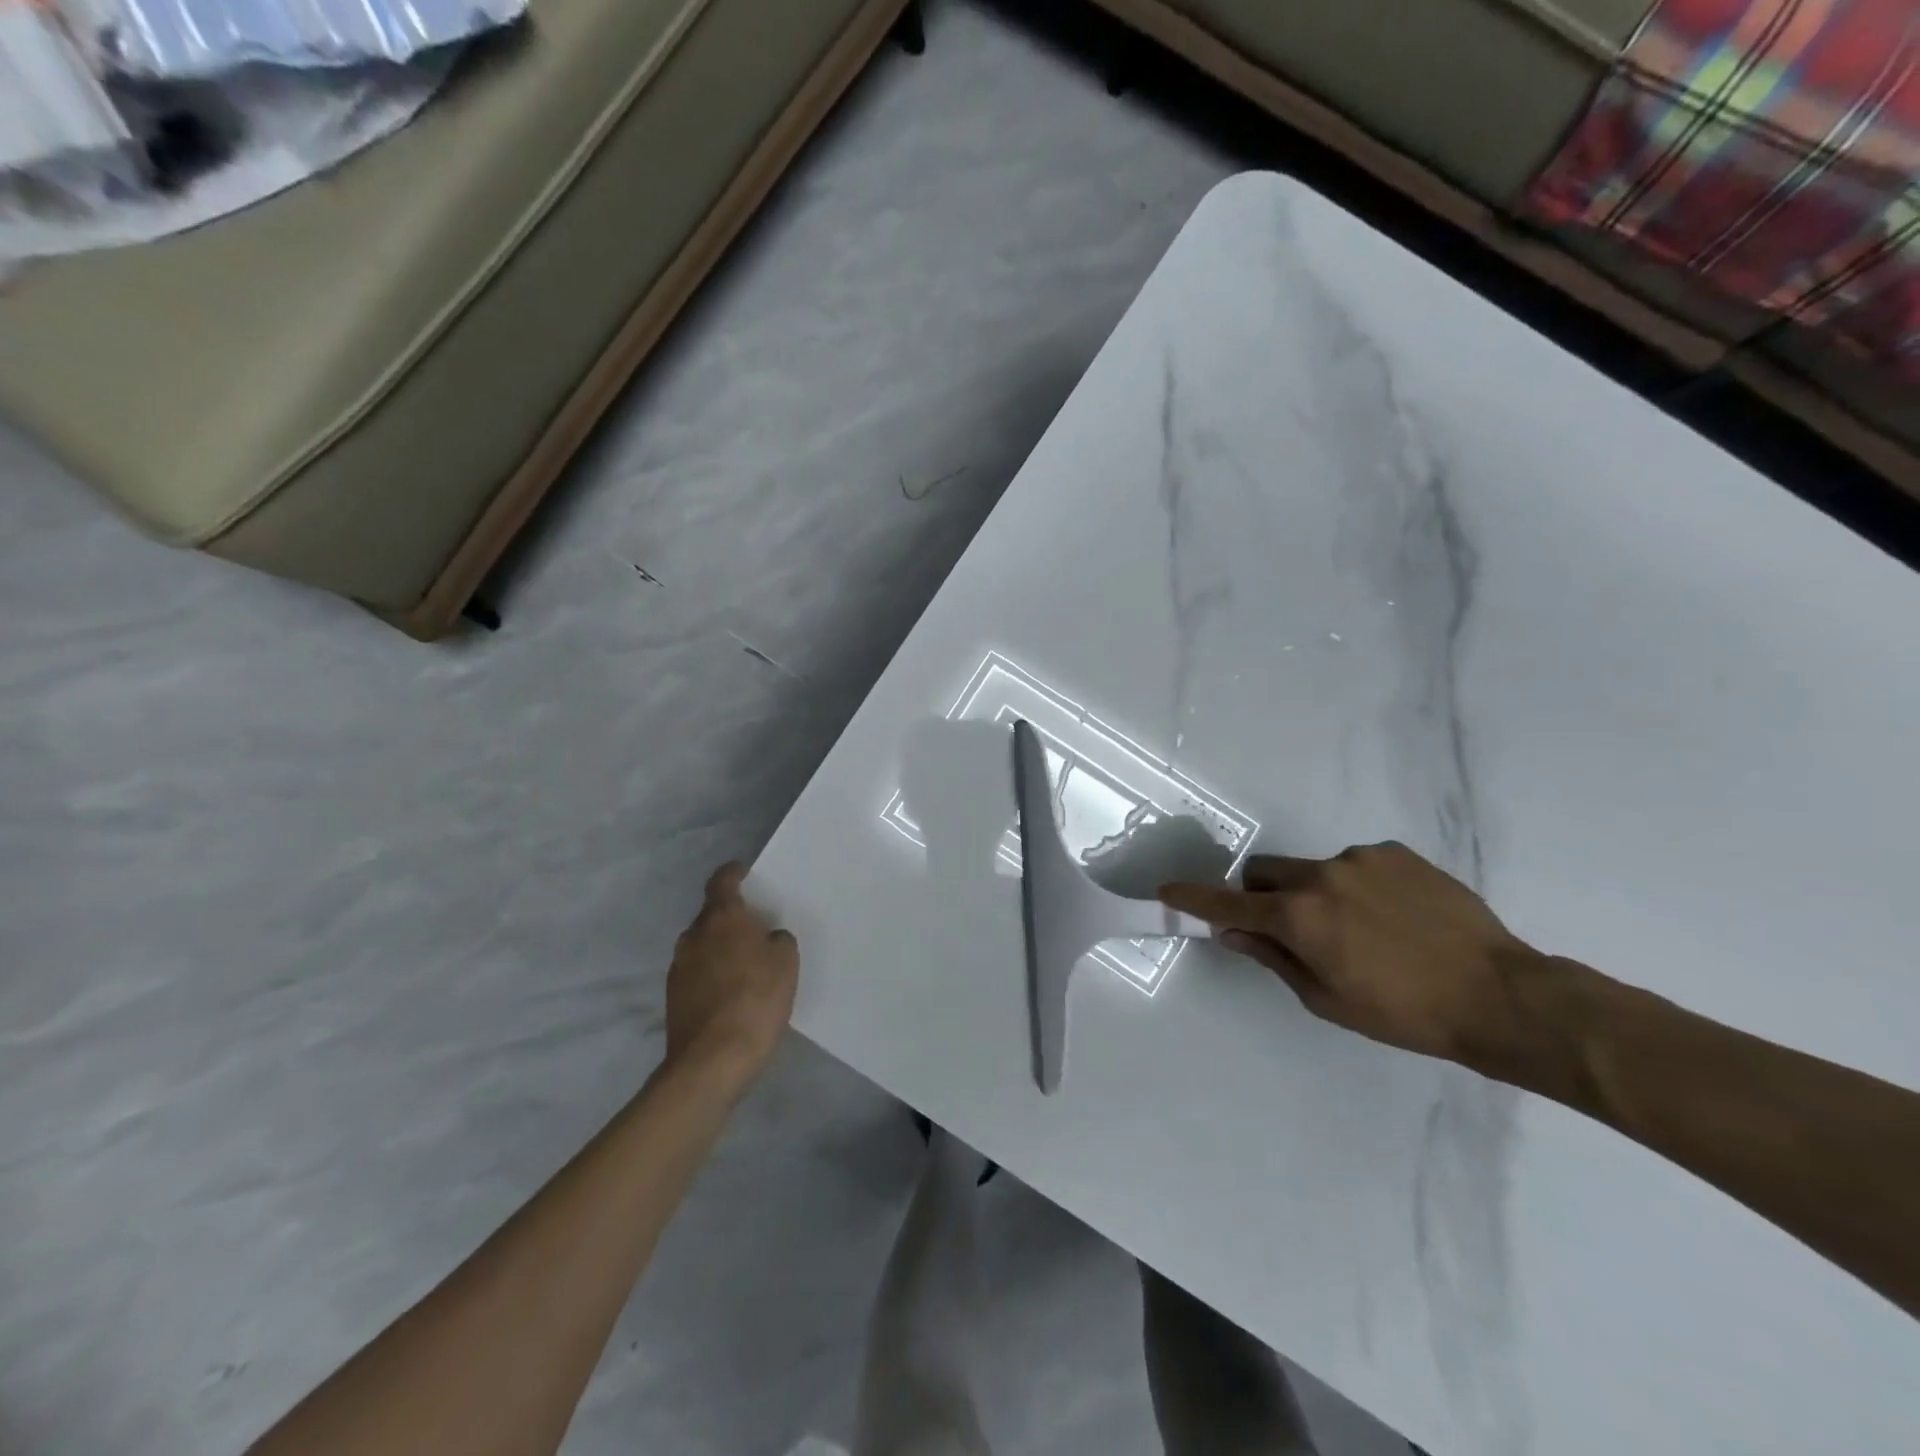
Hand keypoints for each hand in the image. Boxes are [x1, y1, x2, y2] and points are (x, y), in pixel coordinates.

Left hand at [663, 864, 798, 1090]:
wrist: (712, 1061)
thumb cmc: (755, 1000)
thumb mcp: (786, 963)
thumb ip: (778, 940)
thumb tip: (768, 939)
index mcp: (722, 918)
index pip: (722, 881)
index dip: (734, 873)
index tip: (745, 873)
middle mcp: (694, 936)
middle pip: (712, 915)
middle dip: (731, 917)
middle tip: (756, 928)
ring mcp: (679, 967)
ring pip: (703, 945)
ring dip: (720, 948)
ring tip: (745, 964)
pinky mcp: (673, 997)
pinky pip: (697, 972)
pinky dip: (713, 974)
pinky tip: (732, 993)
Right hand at [1160, 842, 1547, 1069]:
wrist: (1499, 995)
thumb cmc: (1403, 1012)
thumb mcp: (1326, 998)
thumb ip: (1273, 957)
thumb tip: (1233, 931)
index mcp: (1299, 916)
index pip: (1229, 902)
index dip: (1194, 898)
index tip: (1168, 890)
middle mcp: (1321, 875)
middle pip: (1265, 872)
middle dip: (1263, 895)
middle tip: (1291, 929)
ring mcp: (1360, 858)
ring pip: (1313, 870)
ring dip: (1316, 894)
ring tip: (1364, 931)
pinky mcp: (1395, 853)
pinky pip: (1355, 865)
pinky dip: (1356, 886)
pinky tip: (1394, 917)